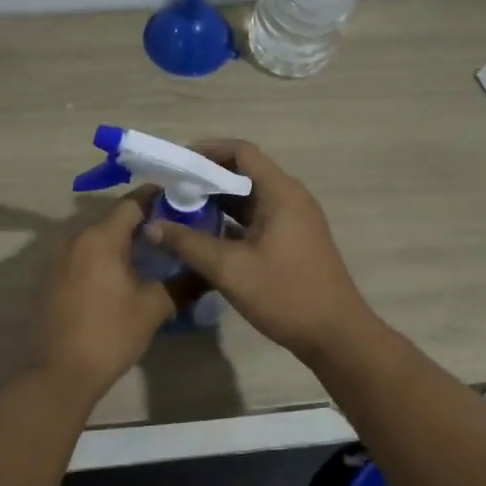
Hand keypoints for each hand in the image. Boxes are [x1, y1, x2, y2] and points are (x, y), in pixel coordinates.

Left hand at [34, 192, 178, 397]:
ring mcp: (59, 258)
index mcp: (100, 237)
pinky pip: (84, 255)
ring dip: (123, 241)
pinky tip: (123, 275)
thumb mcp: (153, 308)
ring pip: (98, 237)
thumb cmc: (109, 334)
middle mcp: (75, 238)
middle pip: (114, 218)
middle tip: (173, 232)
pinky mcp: (52, 277)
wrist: (59, 373)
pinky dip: (104, 257)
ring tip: (152, 254)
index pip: (132, 202)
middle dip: (143, 222)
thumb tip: (207, 272)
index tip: (182, 203)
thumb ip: (182, 283)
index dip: (158, 199)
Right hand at [144, 140, 373, 362]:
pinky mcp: (291, 241)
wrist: (335, 335)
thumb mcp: (230, 269)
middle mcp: (289, 198)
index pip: (241, 151)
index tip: (176, 164)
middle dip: (206, 179)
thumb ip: (188, 243)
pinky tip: (203, 237)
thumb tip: (151, 225)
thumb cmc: (285, 294)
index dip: (206, 151)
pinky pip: (256, 219)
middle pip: (244, 173)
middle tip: (170, 191)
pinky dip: (230, 221)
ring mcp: (293, 220)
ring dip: (216, 202)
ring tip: (179, 212)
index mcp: (280, 193)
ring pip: (249, 198)